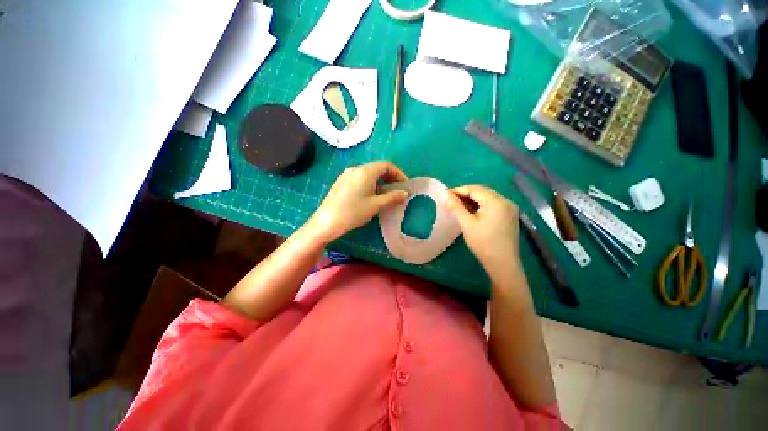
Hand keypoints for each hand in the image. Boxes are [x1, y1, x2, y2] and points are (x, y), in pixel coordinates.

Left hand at [308, 161, 408, 242]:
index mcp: (365, 171)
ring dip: (380, 181)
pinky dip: (370, 183)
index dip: (398, 173)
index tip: (404, 185)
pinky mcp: (341, 182)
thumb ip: (392, 197)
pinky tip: (370, 196)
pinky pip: (359, 178)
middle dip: (389, 177)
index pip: (386, 165)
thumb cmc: (353, 212)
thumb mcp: (375, 205)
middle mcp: (355, 169)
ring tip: (385, 195)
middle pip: (377, 167)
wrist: (327, 222)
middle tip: (396, 191)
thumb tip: (405, 193)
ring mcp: (346, 175)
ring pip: (368, 173)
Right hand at [444, 185, 520, 273]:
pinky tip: (471, 210)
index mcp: (496, 202)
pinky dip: (480, 204)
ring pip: (487, 197)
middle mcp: (506, 201)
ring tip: (458, 205)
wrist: (503, 264)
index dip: (459, 190)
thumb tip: (446, 194)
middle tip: (450, 199)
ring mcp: (509, 208)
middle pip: (482, 191)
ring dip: (472, 199)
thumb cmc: (483, 243)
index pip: (475, 189)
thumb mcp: (467, 224)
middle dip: (465, 193)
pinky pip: (492, 204)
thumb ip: (456, 207)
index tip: (445, 194)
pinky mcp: (509, 215)